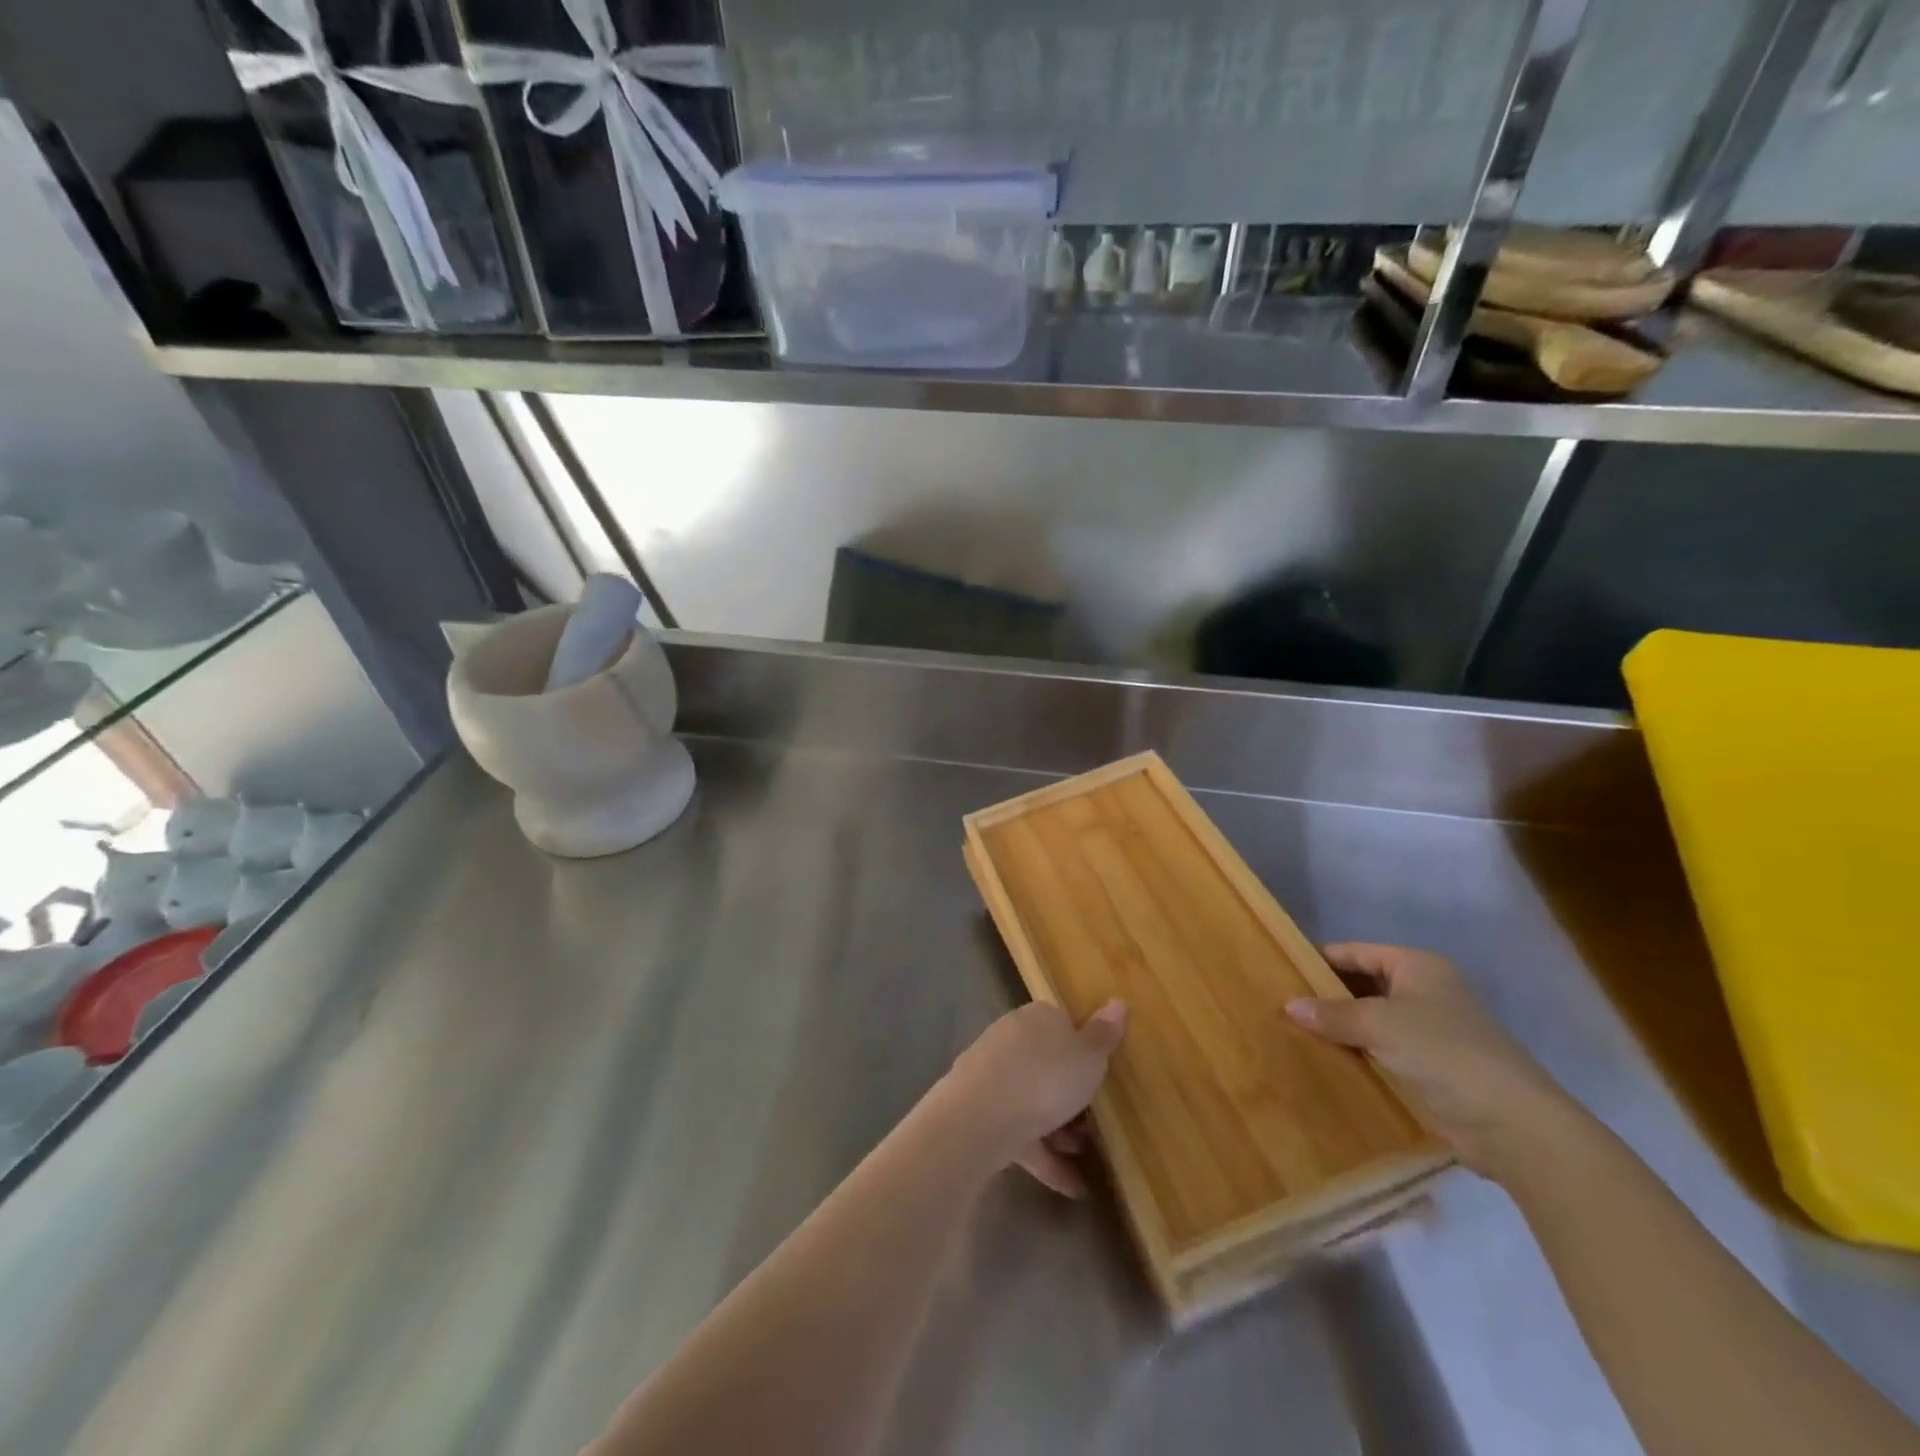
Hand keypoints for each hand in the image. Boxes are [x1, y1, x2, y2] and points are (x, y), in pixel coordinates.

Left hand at [938, 1000, 1126, 1197]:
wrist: (979, 1117)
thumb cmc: (1045, 1078)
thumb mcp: (1088, 1057)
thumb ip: (1104, 1035)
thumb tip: (1118, 1002)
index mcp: (1037, 1017)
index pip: (1064, 1025)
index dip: (1085, 1052)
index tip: (1102, 1080)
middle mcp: (1011, 1038)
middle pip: (1048, 1065)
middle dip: (1071, 1096)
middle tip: (1095, 1125)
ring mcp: (991, 1074)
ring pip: (1032, 1100)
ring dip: (1059, 1129)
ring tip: (1083, 1157)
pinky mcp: (979, 1111)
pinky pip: (1019, 1132)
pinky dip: (1044, 1156)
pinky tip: (1071, 1188)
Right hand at [1286, 944, 1576, 1179]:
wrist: (1514, 1125)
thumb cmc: (1444, 1053)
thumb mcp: (1380, 1025)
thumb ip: (1332, 1013)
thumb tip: (1289, 1006)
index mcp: (1418, 967)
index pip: (1356, 952)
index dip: (1320, 959)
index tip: (1281, 970)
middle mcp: (1426, 992)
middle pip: (1364, 985)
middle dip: (1327, 997)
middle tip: (1282, 1006)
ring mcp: (1432, 1032)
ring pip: (1373, 1021)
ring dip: (1342, 1030)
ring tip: (1295, 1034)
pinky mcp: (1435, 1068)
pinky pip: (1385, 1052)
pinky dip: (1360, 1055)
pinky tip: (1328, 1064)